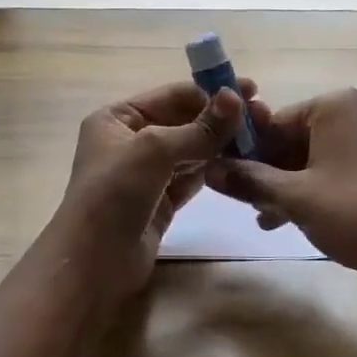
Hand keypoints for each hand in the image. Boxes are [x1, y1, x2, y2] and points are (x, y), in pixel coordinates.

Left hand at [55, 79, 254, 298]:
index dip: (210, 93)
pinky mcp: (161, 201)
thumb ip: (199, 128)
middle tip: (262, 117)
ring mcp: (146, 173)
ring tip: (258, 139)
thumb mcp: (154, 151)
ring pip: (191, 150)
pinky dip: (213, 169)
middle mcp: (130, 140)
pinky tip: (239, 164)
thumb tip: (236, 98)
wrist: (94, 264)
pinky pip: (192, 176)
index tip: (251, 93)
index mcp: (117, 118)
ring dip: (220, 144)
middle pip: (184, 121)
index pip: (172, 96)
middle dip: (219, 119)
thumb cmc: (114, 195)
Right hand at [204, 87, 356, 284]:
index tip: (234, 181)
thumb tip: (208, 169)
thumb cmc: (353, 213)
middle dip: (274, 172)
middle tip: (252, 205)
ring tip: (271, 219)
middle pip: (301, 137)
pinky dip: (323, 185)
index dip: (251, 152)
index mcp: (339, 104)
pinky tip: (302, 217)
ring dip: (295, 183)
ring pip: (323, 154)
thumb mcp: (293, 197)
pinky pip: (347, 165)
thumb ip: (248, 179)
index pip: (278, 121)